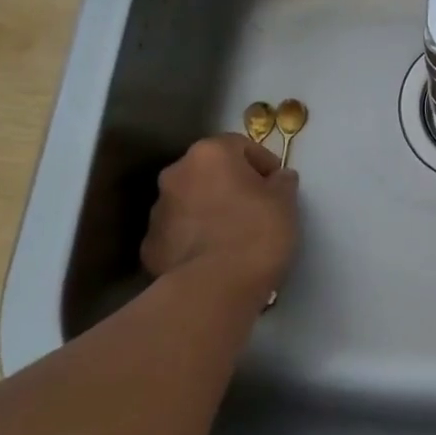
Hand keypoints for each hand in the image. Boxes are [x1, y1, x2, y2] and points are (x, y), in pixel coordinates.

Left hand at [141, 135, 299, 306]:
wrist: (214, 288)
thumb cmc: (256, 232)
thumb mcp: (286, 201)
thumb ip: (282, 182)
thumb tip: (277, 178)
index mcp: (209, 154)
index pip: (239, 145)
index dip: (262, 163)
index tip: (277, 185)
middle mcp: (177, 174)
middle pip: (209, 171)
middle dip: (230, 184)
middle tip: (255, 208)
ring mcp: (158, 211)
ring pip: (191, 201)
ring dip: (209, 210)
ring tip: (233, 236)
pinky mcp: (150, 246)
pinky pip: (178, 233)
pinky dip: (194, 239)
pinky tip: (213, 257)